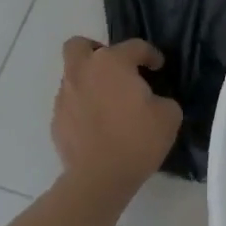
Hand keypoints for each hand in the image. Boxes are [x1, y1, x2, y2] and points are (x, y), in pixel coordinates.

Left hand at [50, 38, 182, 198]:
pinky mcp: (56, 121)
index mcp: (112, 63)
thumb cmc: (137, 140)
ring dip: (90, 83)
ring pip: (73, 76)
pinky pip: (71, 104)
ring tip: (109, 104)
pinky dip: (83, 107)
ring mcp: (65, 96)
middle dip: (96, 50)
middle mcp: (83, 72)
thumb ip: (161, 98)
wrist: (99, 179)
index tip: (158, 67)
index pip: (134, 46)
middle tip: (114, 69)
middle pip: (79, 46)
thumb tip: (150, 100)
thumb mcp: (169, 114)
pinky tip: (97, 125)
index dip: (150, 54)